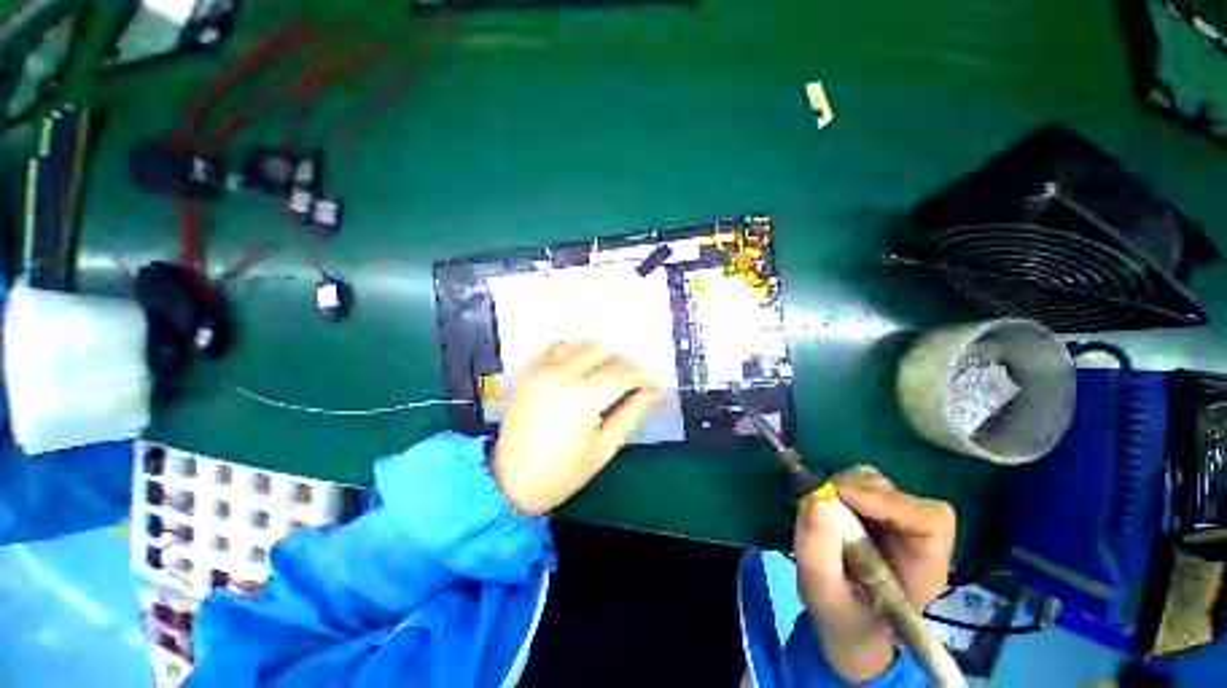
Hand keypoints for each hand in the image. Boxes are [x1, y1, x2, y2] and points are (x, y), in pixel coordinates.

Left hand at [491, 341, 661, 515]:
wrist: (510, 482)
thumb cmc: (563, 472)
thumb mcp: (606, 446)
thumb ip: (632, 411)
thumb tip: (653, 389)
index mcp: (581, 397)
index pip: (623, 372)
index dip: (645, 376)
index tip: (656, 383)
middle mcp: (560, 373)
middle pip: (604, 350)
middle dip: (624, 363)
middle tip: (632, 382)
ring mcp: (540, 368)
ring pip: (581, 343)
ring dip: (601, 354)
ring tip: (608, 375)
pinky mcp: (528, 371)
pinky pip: (557, 347)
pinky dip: (575, 351)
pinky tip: (581, 367)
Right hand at [794, 466, 955, 681]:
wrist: (846, 620)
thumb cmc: (841, 615)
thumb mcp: (823, 594)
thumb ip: (817, 554)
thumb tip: (814, 500)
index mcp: (924, 568)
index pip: (931, 522)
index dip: (890, 502)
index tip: (843, 496)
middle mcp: (916, 537)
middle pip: (900, 494)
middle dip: (858, 491)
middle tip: (822, 500)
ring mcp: (895, 520)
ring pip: (877, 483)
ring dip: (845, 487)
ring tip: (822, 509)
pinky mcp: (873, 509)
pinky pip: (858, 483)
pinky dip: (836, 487)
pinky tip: (824, 506)